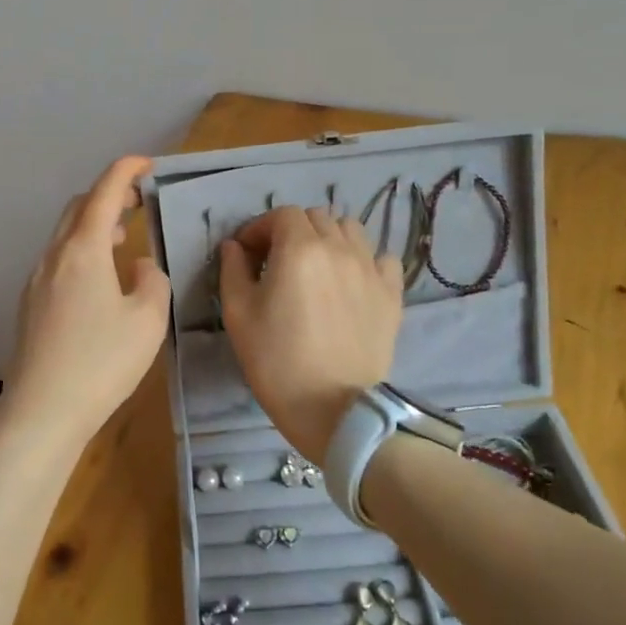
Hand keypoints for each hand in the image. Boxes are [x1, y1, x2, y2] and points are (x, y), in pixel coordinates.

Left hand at [8, 156, 171, 448]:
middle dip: (108, 195)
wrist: (42, 411)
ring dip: (93, 223)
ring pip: (65, 234)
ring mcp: (36, 280)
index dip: (125, 170)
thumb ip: (151, 280)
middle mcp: (54, 256)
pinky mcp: (30, 304)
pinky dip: (81, 250)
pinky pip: (58, 260)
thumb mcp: (147, 320)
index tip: (147, 163)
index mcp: (82, 250)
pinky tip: (99, 278)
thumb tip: (137, 266)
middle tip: (139, 201)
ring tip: (122, 236)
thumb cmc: (101, 362)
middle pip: (78, 207)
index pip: (104, 192)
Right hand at [219, 206, 402, 461]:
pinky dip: (364, 260)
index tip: (246, 253)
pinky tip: (350, 281)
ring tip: (316, 267)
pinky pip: (381, 258)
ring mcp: (371, 269)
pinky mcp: (392, 294)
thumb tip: (234, 246)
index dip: (259, 228)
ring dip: (329, 238)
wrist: (334, 409)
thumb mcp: (238, 314)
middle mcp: (340, 248)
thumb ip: (233, 270)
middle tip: (276, 261)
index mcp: (300, 248)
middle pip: (316, 217)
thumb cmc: (277, 361)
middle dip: (291, 231)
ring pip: (351, 230)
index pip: (281, 215)